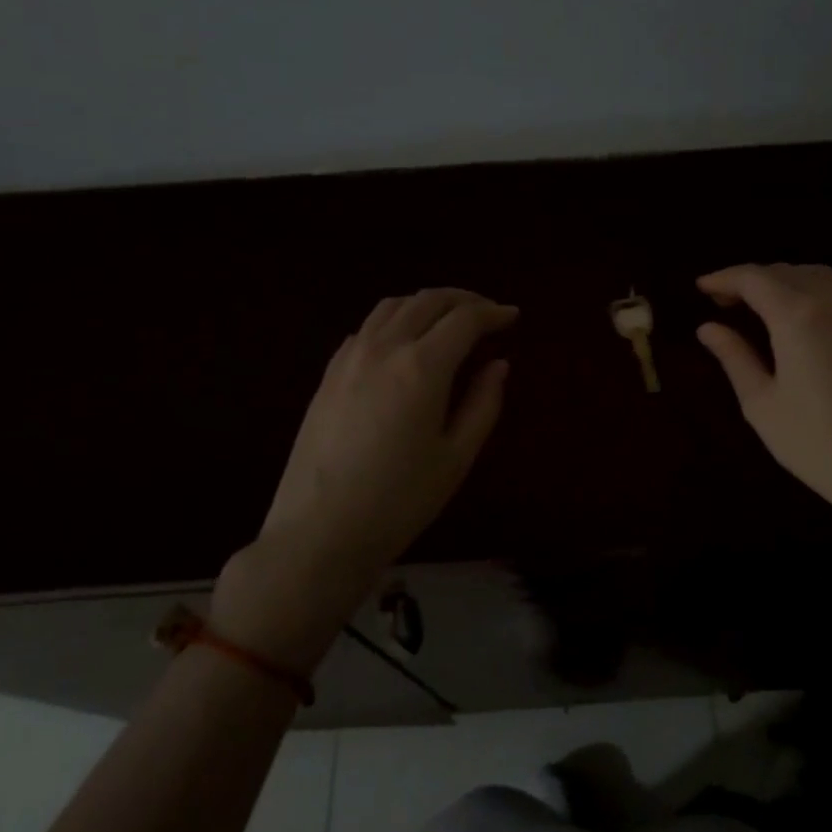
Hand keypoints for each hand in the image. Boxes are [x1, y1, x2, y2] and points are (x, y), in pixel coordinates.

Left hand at [211, 288, 517, 668]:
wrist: (319, 532)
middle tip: (487, 313)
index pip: (464, 319)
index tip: (512, 316)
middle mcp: (384, 348)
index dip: (493, 312)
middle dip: (463, 299)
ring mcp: (350, 358)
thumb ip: (482, 403)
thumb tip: (498, 365)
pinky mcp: (328, 374)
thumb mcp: (456, 457)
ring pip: (392, 306)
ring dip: (426, 304)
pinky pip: (367, 328)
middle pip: (427, 300)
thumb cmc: (399, 501)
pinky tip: (403, 343)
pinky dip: (395, 320)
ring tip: (447, 320)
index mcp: (422, 367)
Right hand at [697, 264, 831, 543]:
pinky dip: (806, 291)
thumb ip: (734, 357)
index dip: (724, 278)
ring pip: (814, 277)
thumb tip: (707, 328)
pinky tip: (791, 319)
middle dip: (749, 278)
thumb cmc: (814, 443)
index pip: (754, 279)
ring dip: (781, 280)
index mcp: (797, 318)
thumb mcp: (761, 403)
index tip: (700, 287)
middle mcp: (831, 305)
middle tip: (721, 301)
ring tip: (755, 305)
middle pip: (784, 272)